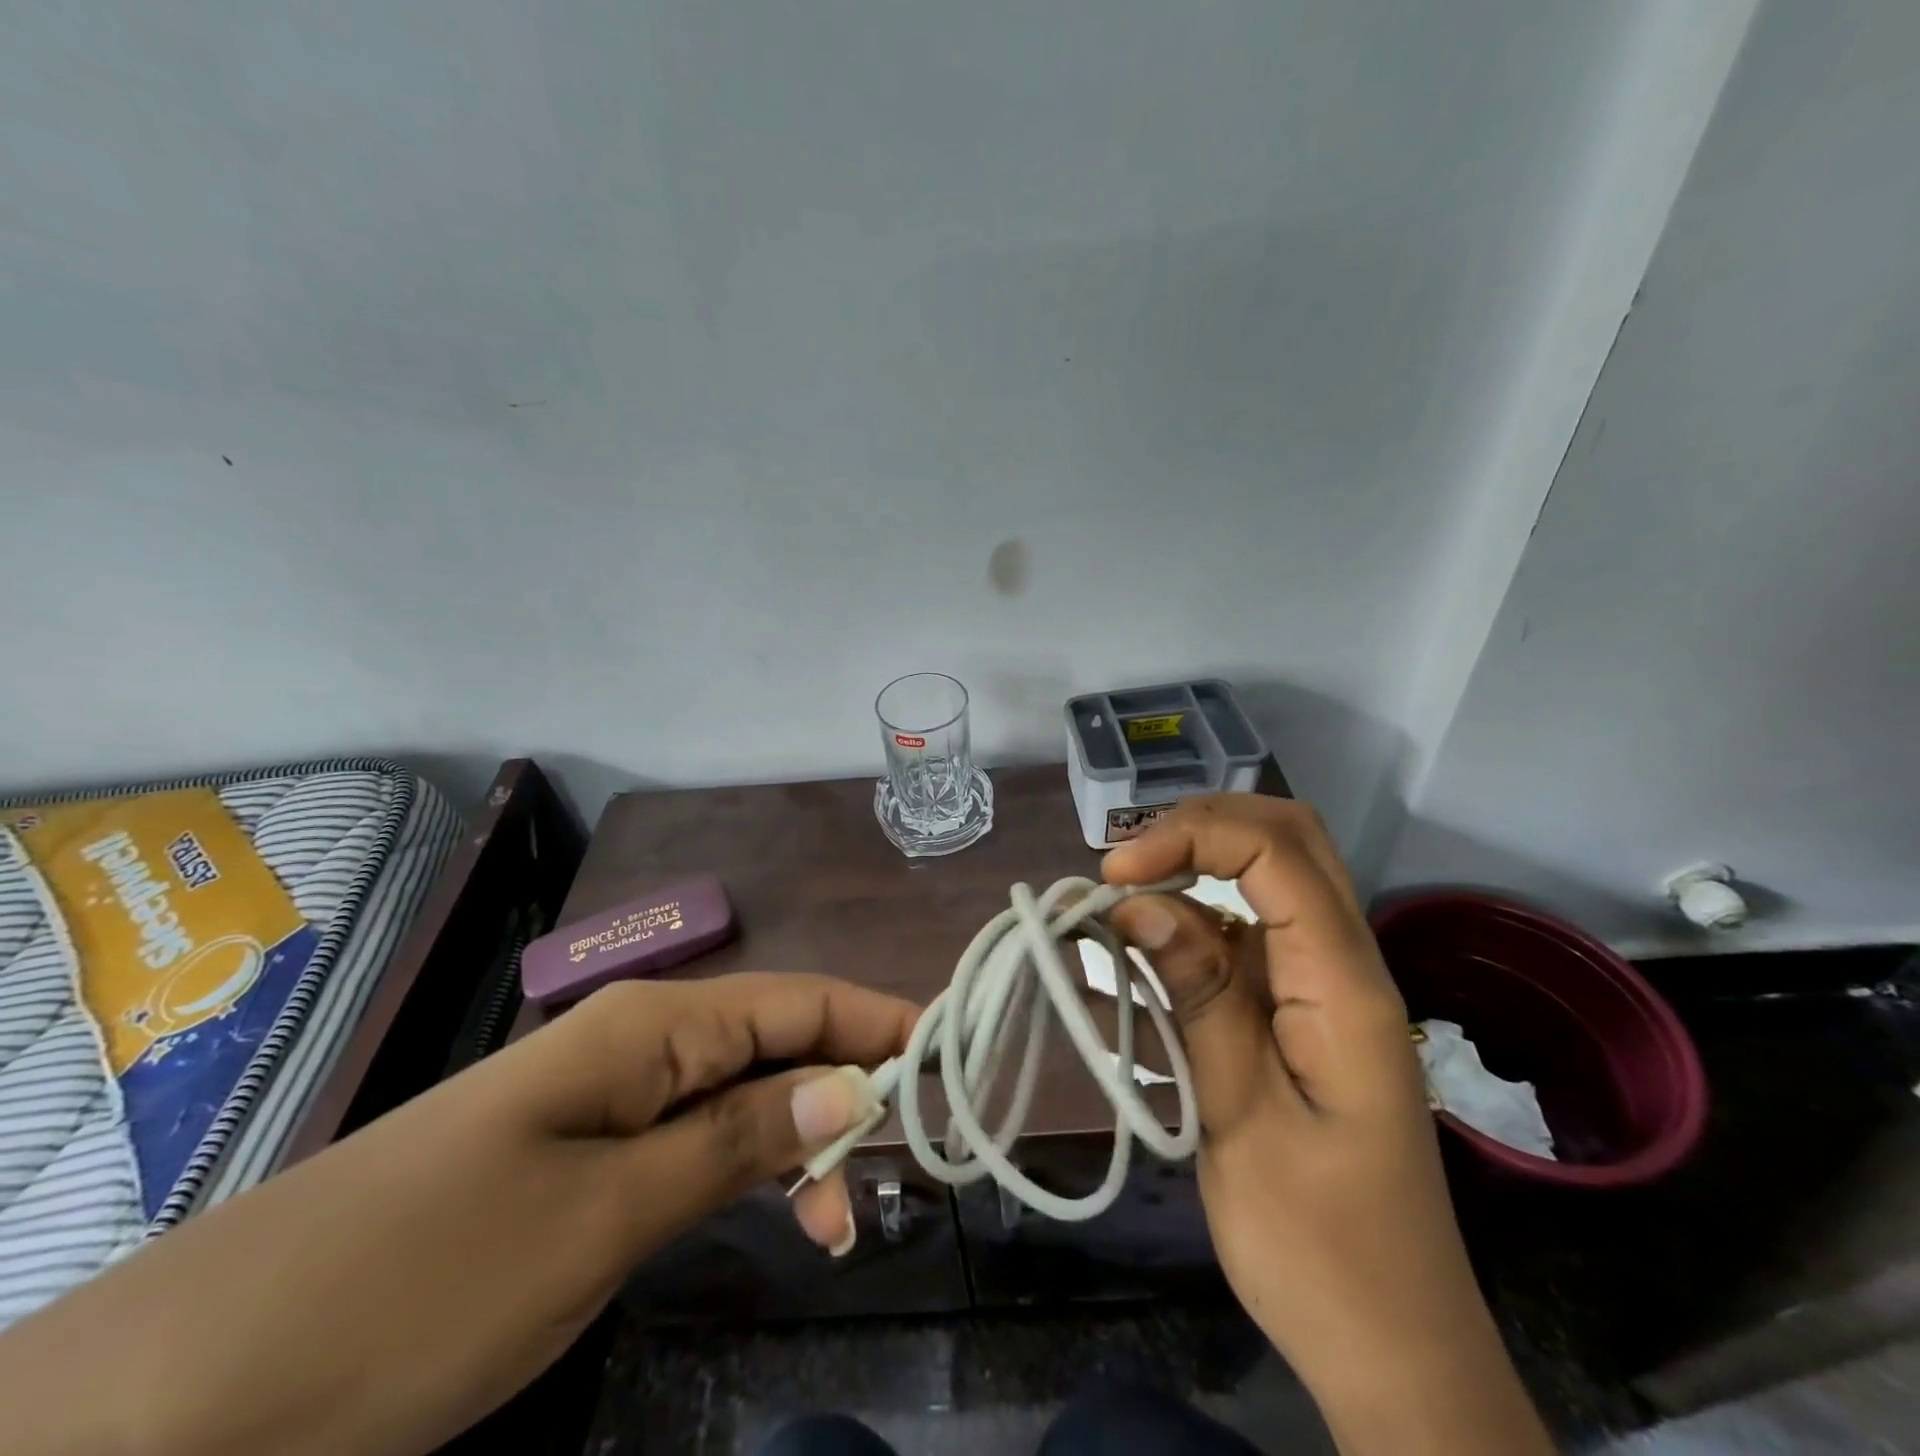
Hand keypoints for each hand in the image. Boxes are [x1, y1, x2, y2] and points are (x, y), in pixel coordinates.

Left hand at [0, 973, 916, 1455]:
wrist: (189, 1389)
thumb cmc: (425, 1277)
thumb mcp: (608, 1212)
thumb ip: (738, 1141)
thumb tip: (852, 1088)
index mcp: (652, 1025)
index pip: (798, 1000)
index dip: (877, 1018)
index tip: (949, 1048)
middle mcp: (641, 1042)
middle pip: (777, 1043)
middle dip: (848, 1090)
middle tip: (902, 1168)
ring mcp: (610, 1099)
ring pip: (742, 1097)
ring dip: (801, 1141)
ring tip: (840, 1221)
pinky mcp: (584, 1156)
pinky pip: (695, 1141)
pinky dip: (746, 1171)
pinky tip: (772, 1213)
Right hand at [1104, 796, 1549, 1455]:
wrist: (1393, 1351)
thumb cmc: (1322, 1250)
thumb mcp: (1243, 1120)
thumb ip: (1199, 999)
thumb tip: (1138, 903)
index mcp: (1344, 986)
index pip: (1277, 853)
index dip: (1190, 837)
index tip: (1115, 875)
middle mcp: (1340, 966)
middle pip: (1285, 842)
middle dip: (1198, 831)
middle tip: (1124, 867)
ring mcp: (1317, 988)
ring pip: (1258, 887)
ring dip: (1183, 883)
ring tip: (1109, 919)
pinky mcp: (1292, 1015)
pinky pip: (1236, 946)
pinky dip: (1180, 939)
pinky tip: (1125, 974)